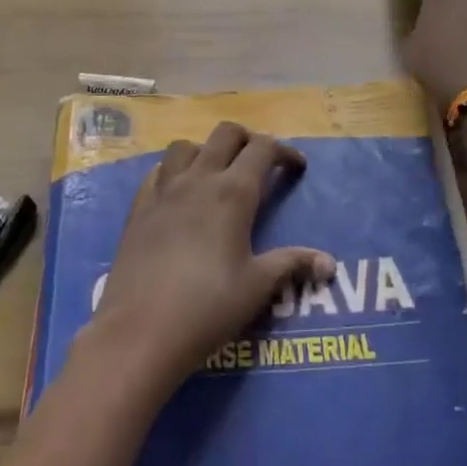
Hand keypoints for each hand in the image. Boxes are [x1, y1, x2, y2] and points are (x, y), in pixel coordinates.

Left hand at [88, 122, 332, 395]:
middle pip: (225, 134)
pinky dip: (173, 171)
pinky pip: (157, 172)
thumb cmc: (207, 308)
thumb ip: (292, 264)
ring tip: (216, 175)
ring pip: (185, 146)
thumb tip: (329, 263)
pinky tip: (178, 195)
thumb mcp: (257, 287)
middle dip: (248, 140)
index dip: (284, 151)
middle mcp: (198, 180)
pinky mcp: (138, 208)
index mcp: (233, 193)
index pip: (263, 149)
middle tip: (259, 165)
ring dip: (206, 150)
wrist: (139, 332)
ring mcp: (162, 191)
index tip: (296, 168)